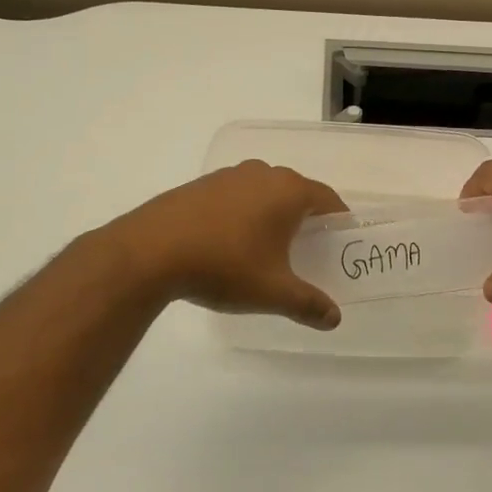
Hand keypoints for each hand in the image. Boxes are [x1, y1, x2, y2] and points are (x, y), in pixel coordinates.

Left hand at [107, 161, 347, 329]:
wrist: (150, 251)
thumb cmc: (224, 266)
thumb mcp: (272, 292)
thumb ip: (308, 304)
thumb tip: (335, 318)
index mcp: (288, 191)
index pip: (328, 199)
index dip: (339, 220)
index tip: (340, 242)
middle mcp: (262, 174)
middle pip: (296, 192)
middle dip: (305, 218)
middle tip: (308, 250)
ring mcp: (228, 176)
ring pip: (263, 191)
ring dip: (271, 213)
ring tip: (267, 247)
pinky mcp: (200, 185)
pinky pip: (235, 195)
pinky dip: (242, 213)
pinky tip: (229, 242)